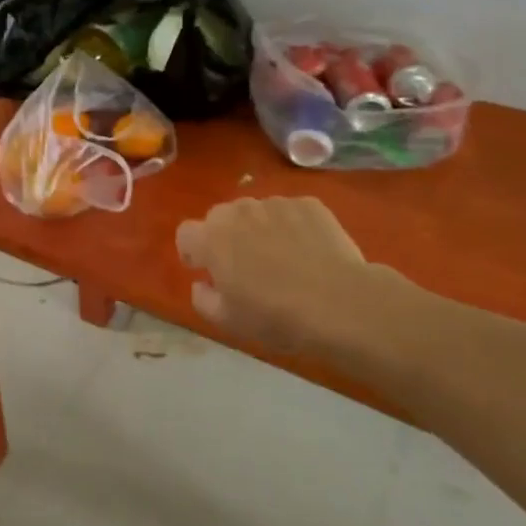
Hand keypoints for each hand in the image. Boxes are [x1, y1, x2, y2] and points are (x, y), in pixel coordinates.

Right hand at [176, 197, 415, 370]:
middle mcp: (238, 211)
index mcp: (211, 239)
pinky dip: (292, 226)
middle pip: (220, 217)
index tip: (206, 270)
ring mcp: (275, 204)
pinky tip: (308, 252)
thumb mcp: (228, 321)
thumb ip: (203, 299)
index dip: (192, 251)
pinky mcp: (309, 204)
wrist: (340, 303)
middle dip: (226, 236)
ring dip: (258, 229)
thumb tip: (202, 283)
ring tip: (281, 258)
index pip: (186, 233)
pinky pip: (290, 212)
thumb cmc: (275, 316)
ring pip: (256, 212)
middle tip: (246, 265)